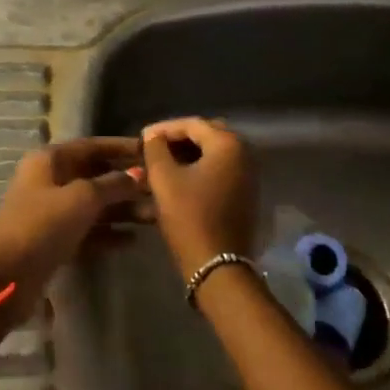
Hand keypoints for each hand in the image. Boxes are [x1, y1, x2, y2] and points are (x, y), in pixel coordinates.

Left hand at [0, 138, 145, 333]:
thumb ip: (112, 184)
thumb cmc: (40, 227)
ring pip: (93, 204)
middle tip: (160, 189)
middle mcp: (49, 180)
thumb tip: (139, 174)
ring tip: (154, 216)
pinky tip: (133, 240)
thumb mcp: (81, 199)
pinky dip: (108, 232)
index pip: (92, 146)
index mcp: (49, 160)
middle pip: (94, 175)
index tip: (152, 151)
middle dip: (126, 181)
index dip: (121, 148)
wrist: (3, 279)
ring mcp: (51, 212)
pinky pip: (87, 230)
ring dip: (122, 209)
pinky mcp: (54, 240)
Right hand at [141, 117, 258, 277]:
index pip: (192, 124)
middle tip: (153, 149)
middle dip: (178, 140)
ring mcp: (248, 176)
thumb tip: (153, 136)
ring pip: (214, 154)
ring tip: (161, 165)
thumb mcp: (164, 179)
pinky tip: (178, 180)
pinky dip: (199, 170)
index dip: (164, 128)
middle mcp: (245, 154)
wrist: (218, 266)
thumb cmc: (189, 217)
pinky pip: (220, 171)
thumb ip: (156, 149)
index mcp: (228, 144)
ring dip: (188, 155)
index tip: (141, 137)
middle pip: (206, 135)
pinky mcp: (245, 194)